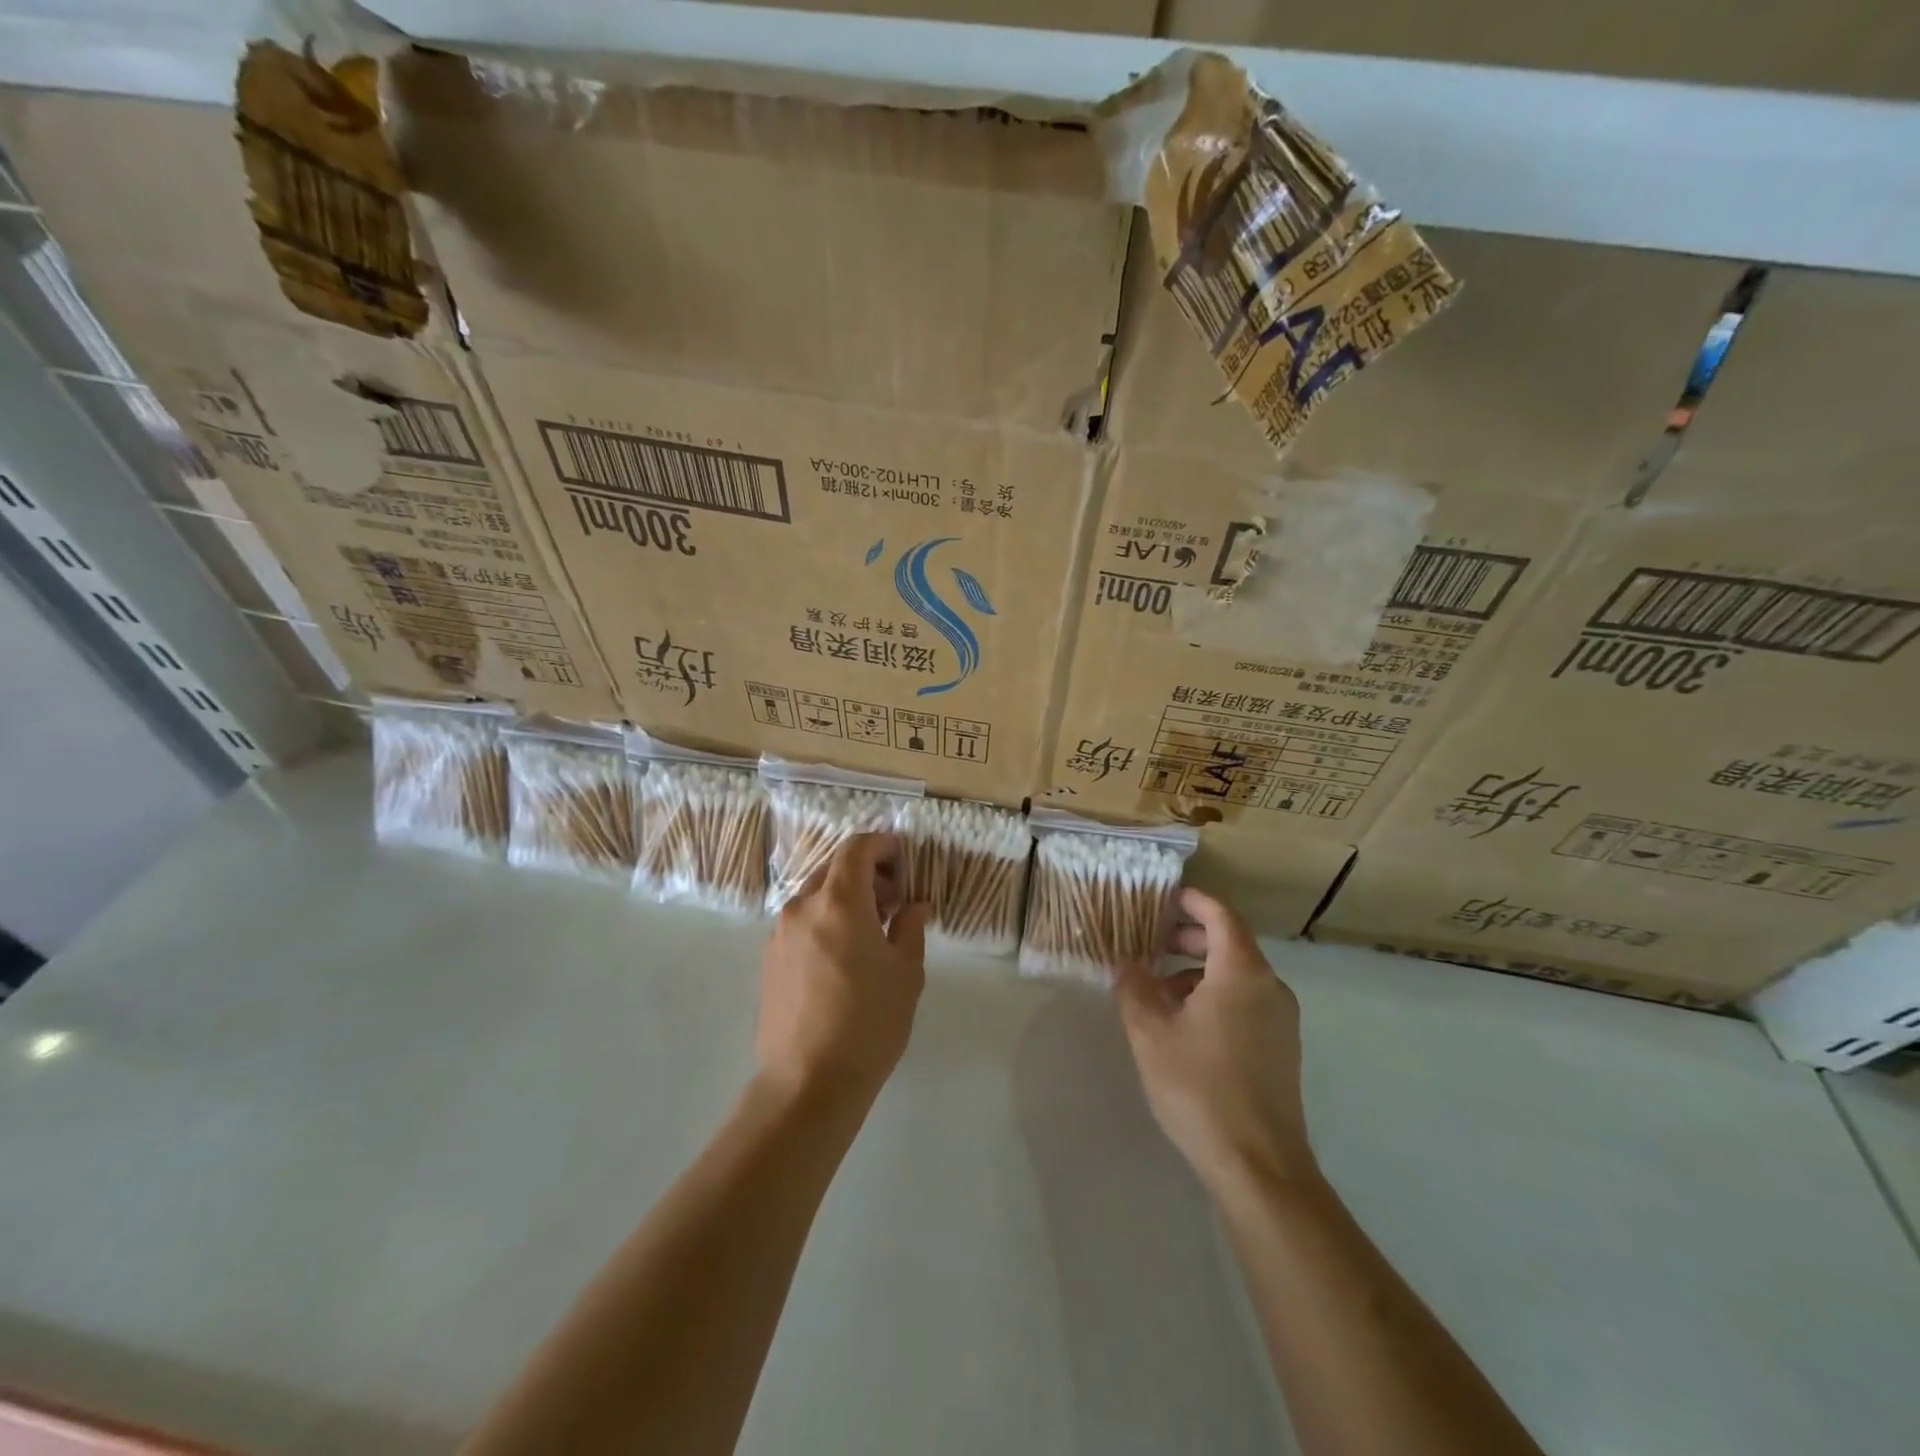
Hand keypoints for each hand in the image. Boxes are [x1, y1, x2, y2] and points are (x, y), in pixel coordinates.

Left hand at [756, 833, 928, 1113]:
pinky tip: (844, 957)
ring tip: (873, 932)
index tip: (904, 859)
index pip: (856, 847)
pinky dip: (826, 921)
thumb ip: (910, 928)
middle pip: (834, 868)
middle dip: (867, 873)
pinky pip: (802, 923)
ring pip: (817, 896)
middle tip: (895, 900)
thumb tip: (914, 907)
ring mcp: (780, 934)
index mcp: (838, 901)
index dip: (882, 844)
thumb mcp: (906, 972)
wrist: (807, 1084)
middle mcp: (802, 907)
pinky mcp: (769, 960)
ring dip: (846, 898)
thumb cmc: (868, 1022)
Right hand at [1115, 887, 1316, 1195]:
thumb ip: (1134, 987)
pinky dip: (1215, 996)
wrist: (1259, 1167)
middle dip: (1188, 937)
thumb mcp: (1150, 1032)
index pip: (1220, 915)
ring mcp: (1281, 1020)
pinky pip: (1246, 1002)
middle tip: (1149, 941)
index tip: (1161, 897)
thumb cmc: (1200, 1087)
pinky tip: (1184, 1026)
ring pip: (1237, 976)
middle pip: (1229, 943)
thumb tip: (1127, 963)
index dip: (1192, 901)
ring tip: (1158, 990)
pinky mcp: (1282, 1049)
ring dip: (1198, 971)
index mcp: (1242, 972)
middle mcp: (1270, 987)